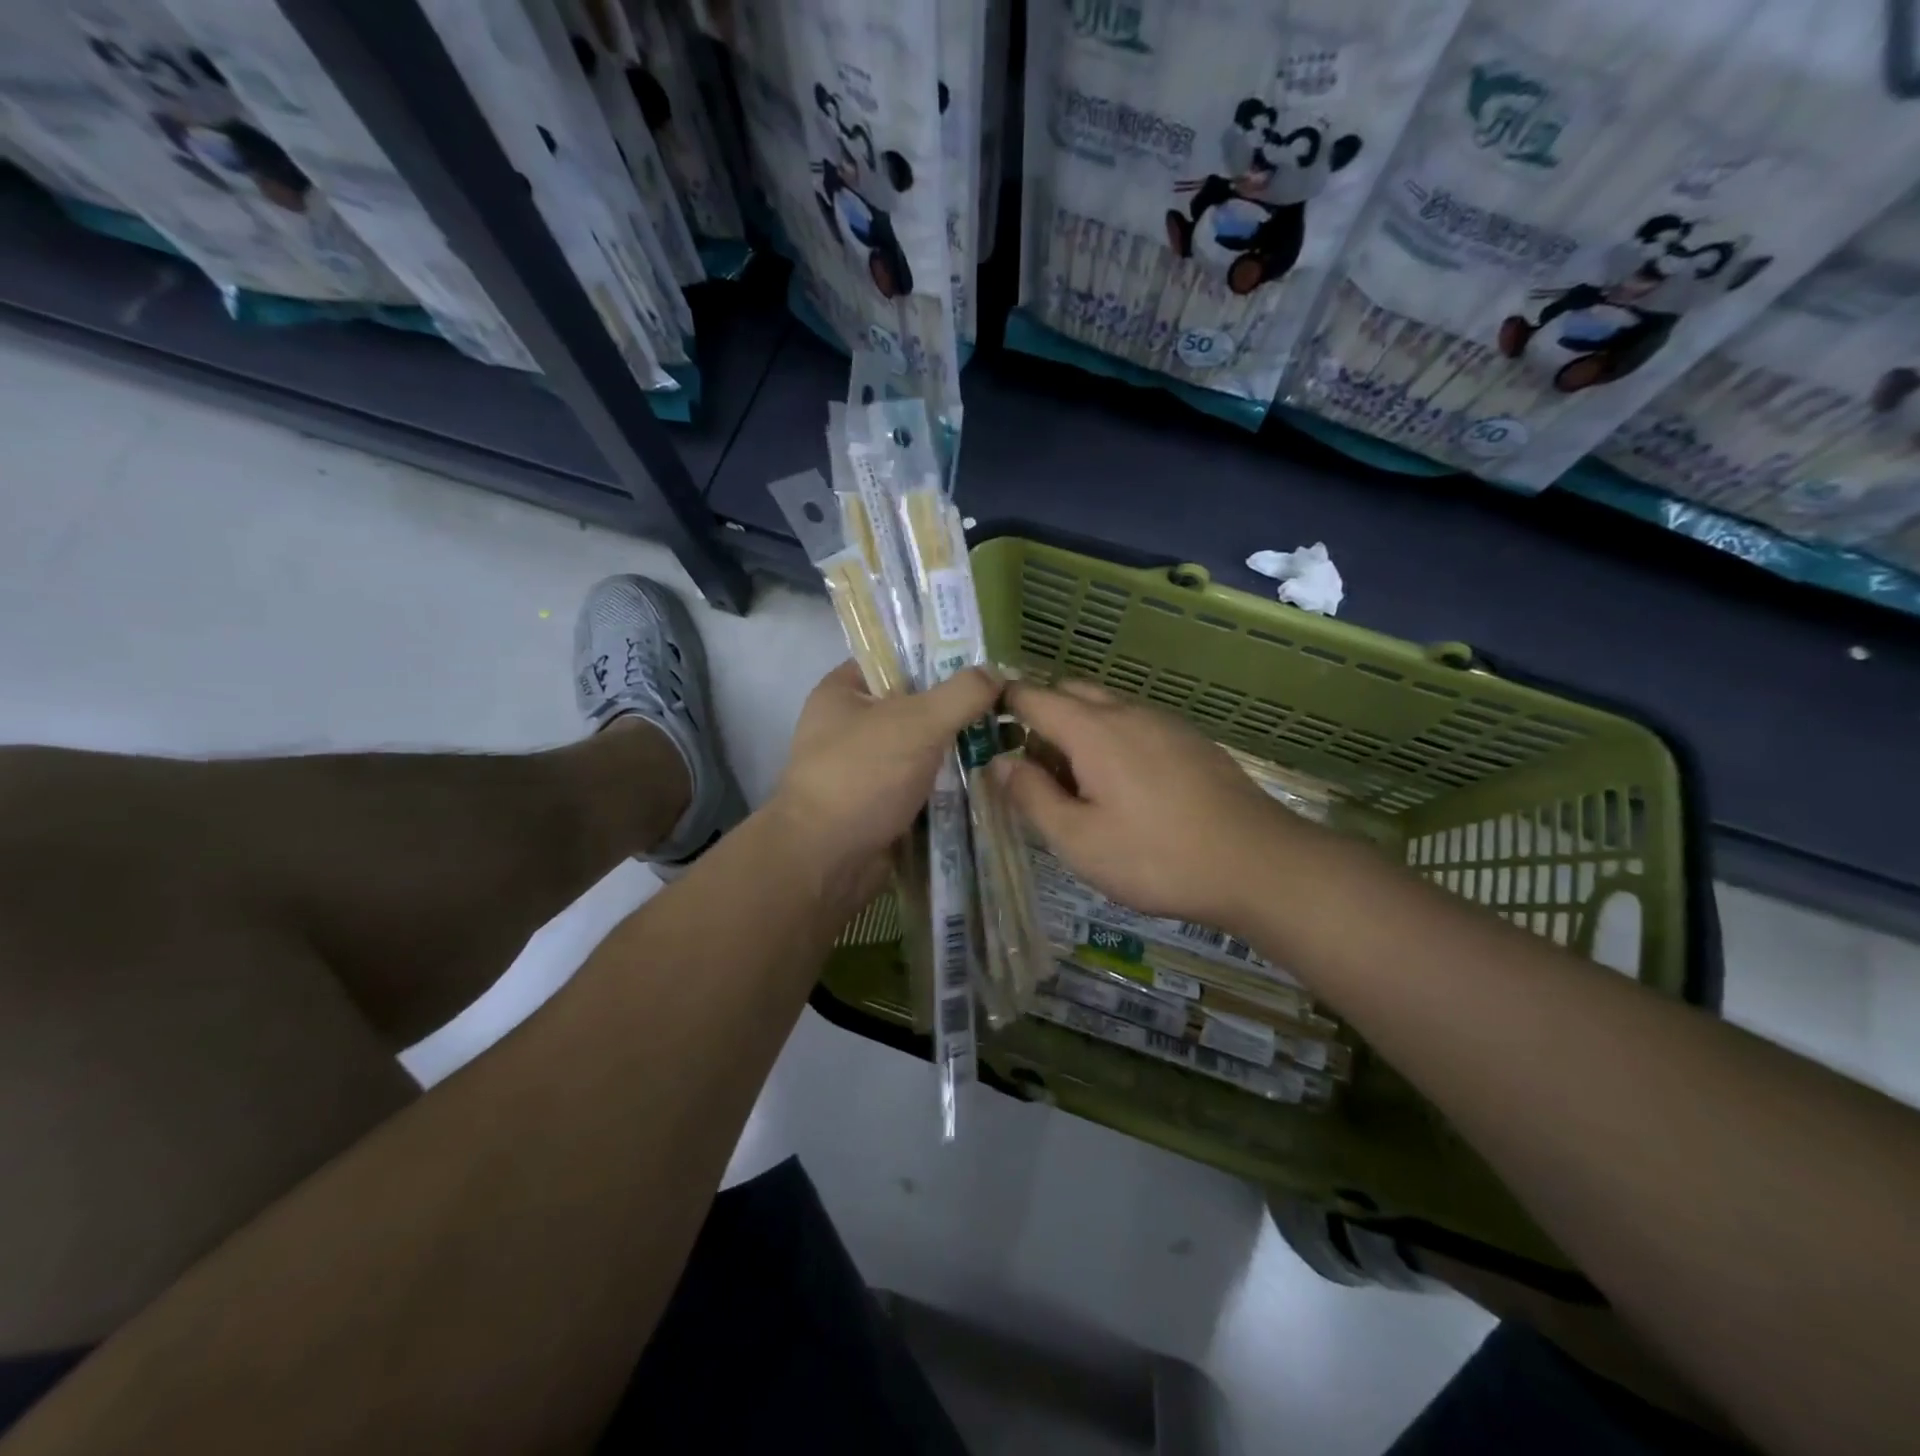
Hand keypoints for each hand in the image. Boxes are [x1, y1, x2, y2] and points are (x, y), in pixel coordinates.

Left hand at [773, 661, 999, 902]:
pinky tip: (988, 778)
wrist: (826, 861)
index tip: (984, 663)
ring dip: (956, 749)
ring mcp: (864, 768)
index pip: (895, 658)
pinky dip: (948, 784)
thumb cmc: (862, 776)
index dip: (938, 656)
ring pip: (920, 748)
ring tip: (1008, 739)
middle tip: (1005, 704)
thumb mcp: (917, 722)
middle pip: (913, 704)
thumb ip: (961, 693)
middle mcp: (850, 726)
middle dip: (956, 707)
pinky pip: (921, 784)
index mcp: (843, 691)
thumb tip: (996, 672)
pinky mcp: (879, 804)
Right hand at [997, 680, 1294, 928]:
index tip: (984, 728)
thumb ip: (1032, 797)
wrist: (1258, 864)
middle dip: (1041, 716)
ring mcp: (1164, 722)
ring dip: (1079, 730)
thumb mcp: (1078, 840)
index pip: (1032, 696)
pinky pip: (1136, 723)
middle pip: (1070, 692)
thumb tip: (1001, 763)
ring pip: (1105, 707)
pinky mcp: (1191, 740)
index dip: (1001, 704)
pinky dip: (1113, 739)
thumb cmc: (1156, 856)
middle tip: (1033, 769)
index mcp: (1092, 729)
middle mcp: (1127, 711)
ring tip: (1078, 784)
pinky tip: (1126, 788)